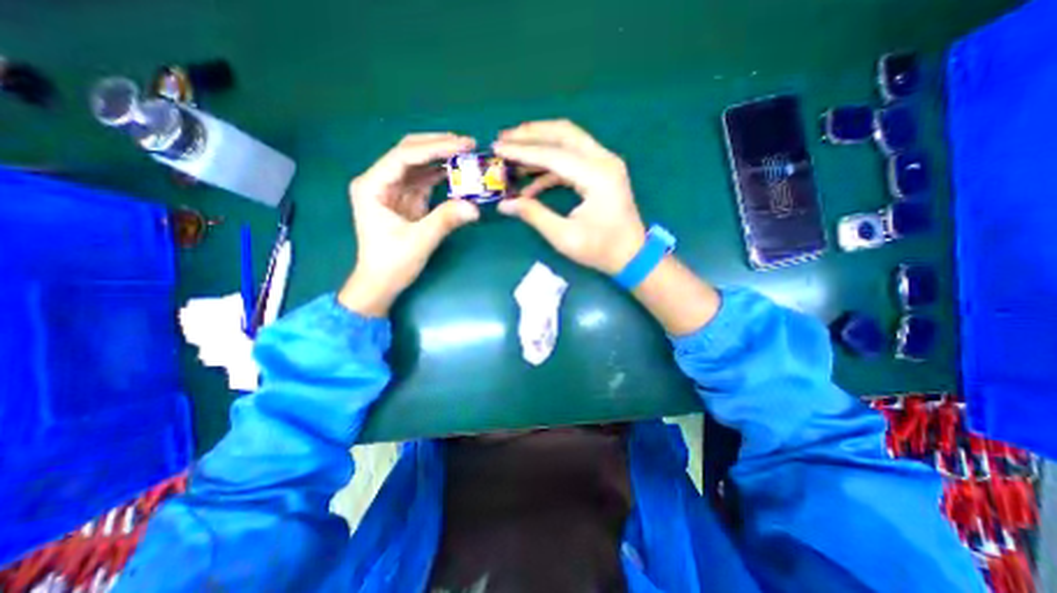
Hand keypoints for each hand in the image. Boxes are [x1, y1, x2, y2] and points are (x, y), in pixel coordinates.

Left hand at [339, 132, 480, 316]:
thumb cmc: (392, 263)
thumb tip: (475, 208)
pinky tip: (458, 171)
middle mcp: (380, 181)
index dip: (434, 148)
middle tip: (468, 144)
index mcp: (372, 186)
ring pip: (418, 164)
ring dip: (442, 158)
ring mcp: (393, 190)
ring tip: (467, 154)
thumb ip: (445, 220)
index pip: (404, 156)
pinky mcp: (406, 200)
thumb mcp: (419, 241)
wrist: (381, 282)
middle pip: (409, 153)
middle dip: (438, 146)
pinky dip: (441, 175)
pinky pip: (425, 180)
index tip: (462, 145)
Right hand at [495, 117, 642, 275]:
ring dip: (540, 145)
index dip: (522, 151)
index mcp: (597, 175)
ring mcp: (604, 163)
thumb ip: (534, 215)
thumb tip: (505, 204)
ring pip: (568, 141)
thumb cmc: (601, 249)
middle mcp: (603, 160)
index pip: (553, 154)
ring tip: (512, 154)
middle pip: (563, 133)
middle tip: (504, 139)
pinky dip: (549, 166)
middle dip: (531, 134)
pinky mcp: (601, 172)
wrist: (632, 255)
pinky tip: (530, 183)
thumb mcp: (564, 237)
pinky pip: (571, 160)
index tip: (497, 148)